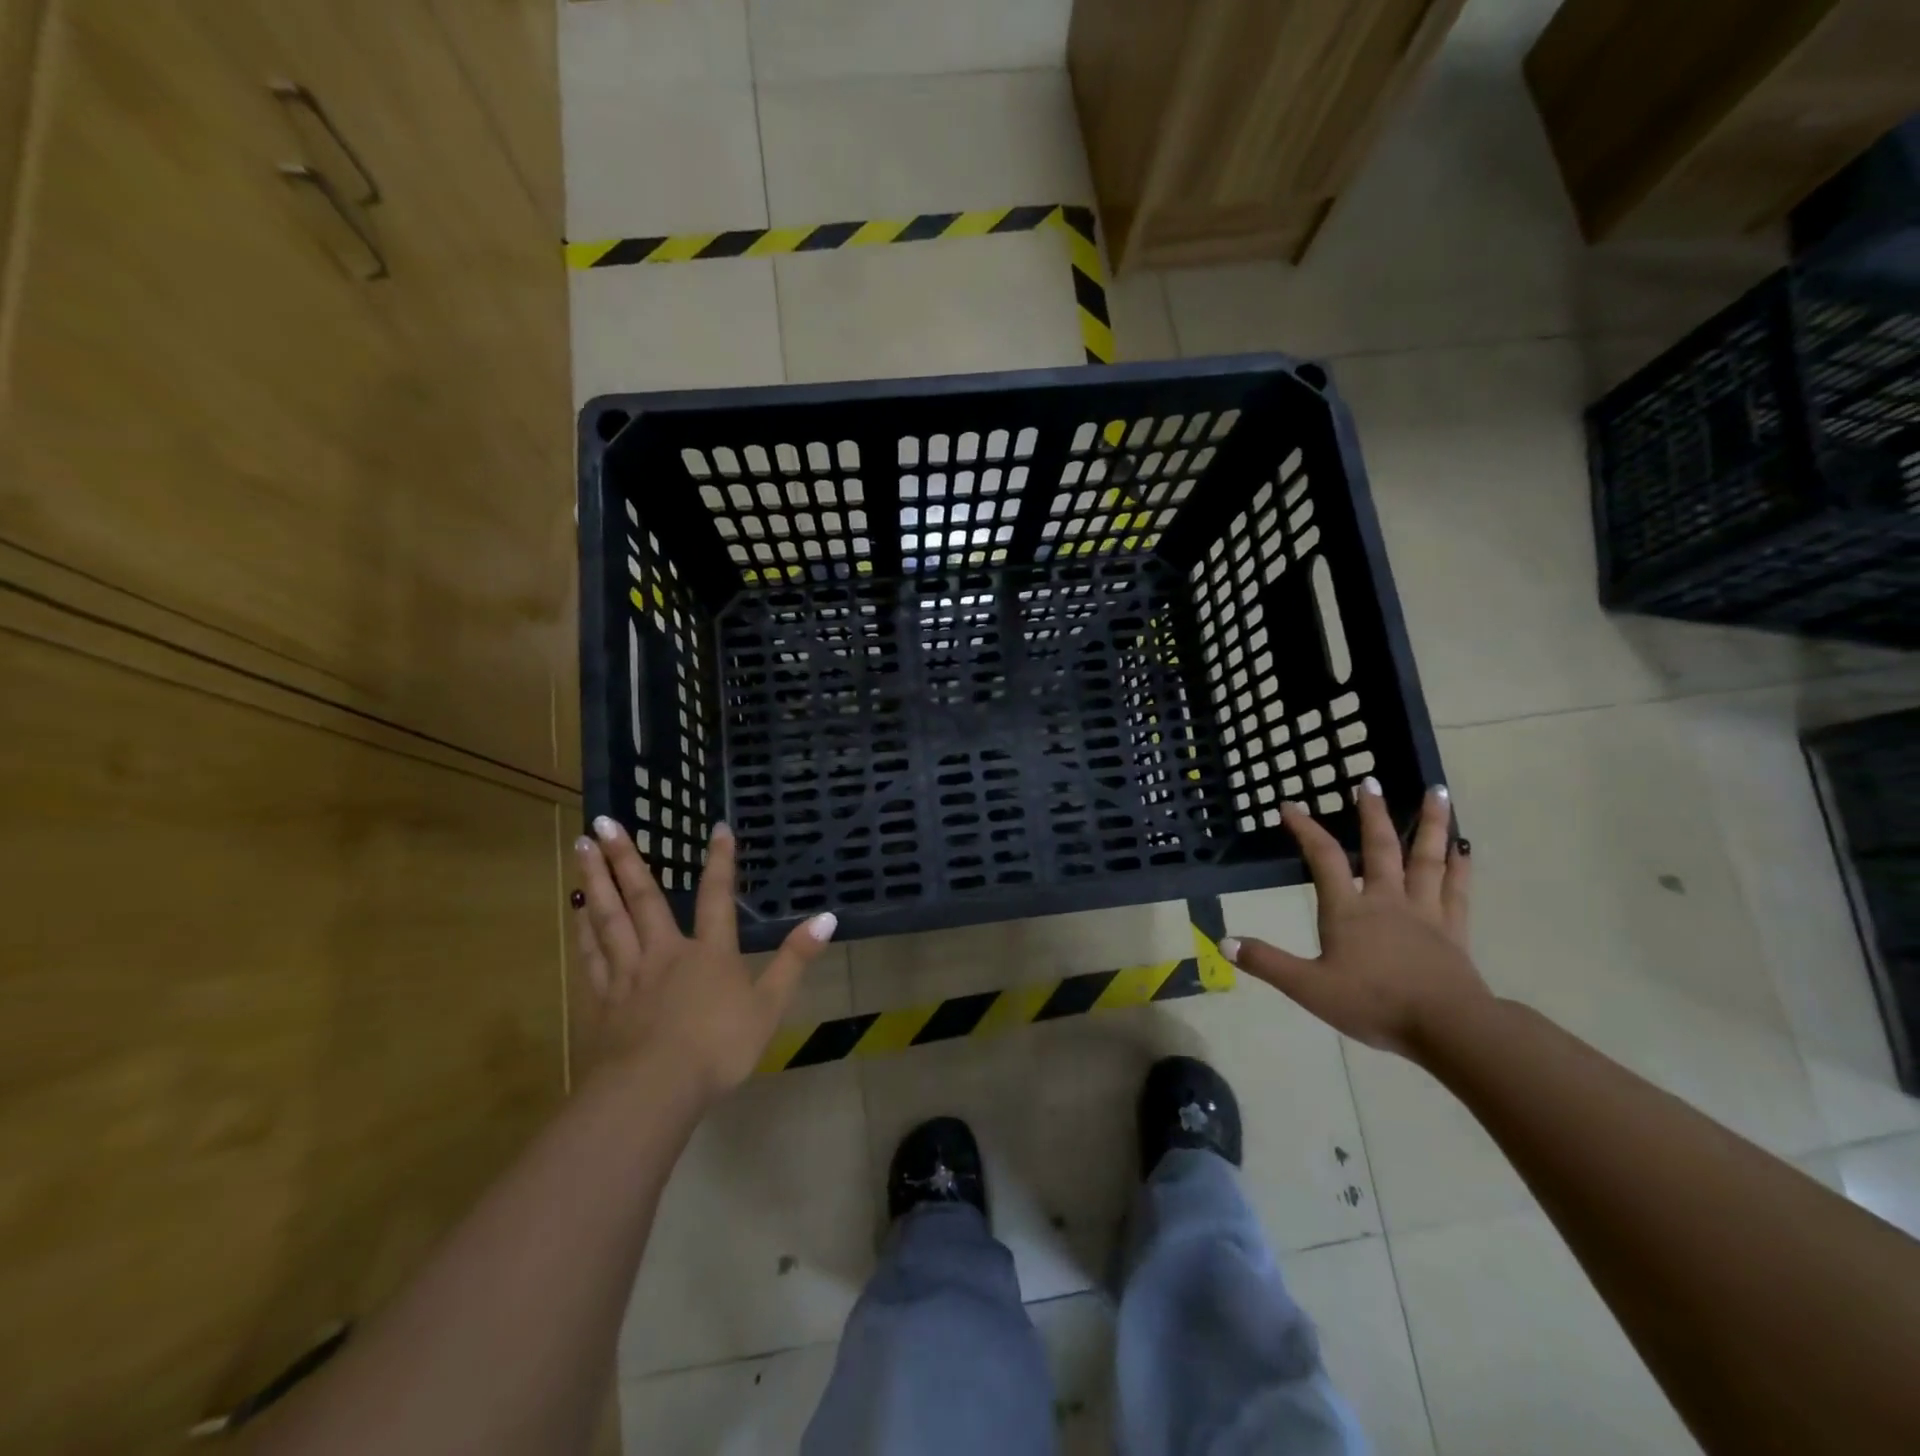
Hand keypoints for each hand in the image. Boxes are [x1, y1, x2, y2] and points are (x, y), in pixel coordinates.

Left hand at [572, 817, 836, 1100]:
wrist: (653, 1090)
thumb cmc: (717, 1048)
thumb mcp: (769, 1006)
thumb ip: (795, 960)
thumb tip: (827, 917)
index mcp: (708, 952)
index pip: (716, 896)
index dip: (720, 861)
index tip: (717, 828)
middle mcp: (664, 952)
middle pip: (642, 897)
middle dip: (626, 857)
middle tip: (603, 820)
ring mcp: (628, 974)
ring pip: (608, 917)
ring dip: (595, 880)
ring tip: (582, 848)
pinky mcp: (602, 1000)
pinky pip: (591, 955)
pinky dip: (583, 930)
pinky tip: (575, 913)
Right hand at [1222, 781, 1487, 1059]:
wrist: (1448, 1029)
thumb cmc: (1375, 1004)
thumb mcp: (1309, 988)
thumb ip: (1267, 963)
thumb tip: (1223, 942)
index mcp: (1349, 910)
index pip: (1323, 858)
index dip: (1306, 829)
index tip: (1290, 805)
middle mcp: (1386, 900)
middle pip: (1380, 847)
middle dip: (1372, 812)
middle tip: (1369, 780)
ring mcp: (1425, 912)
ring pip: (1427, 858)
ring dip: (1430, 824)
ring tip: (1438, 791)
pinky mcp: (1454, 930)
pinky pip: (1457, 890)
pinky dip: (1461, 866)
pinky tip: (1465, 847)